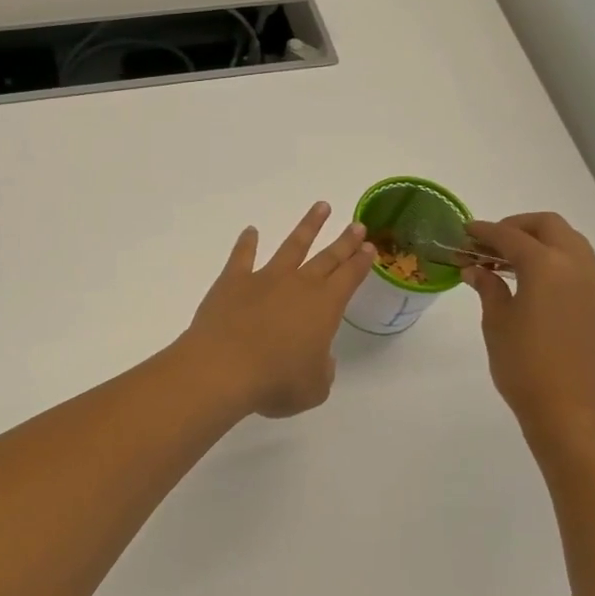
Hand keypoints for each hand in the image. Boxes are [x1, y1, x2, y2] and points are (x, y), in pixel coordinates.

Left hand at [179, 202, 375, 418]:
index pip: (349, 278)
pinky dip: (246, 243)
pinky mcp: (233, 281)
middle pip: (327, 257)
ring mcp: (264, 278)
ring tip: (320, 207)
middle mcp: (299, 285)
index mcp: (325, 307)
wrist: (224, 367)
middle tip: (358, 225)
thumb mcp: (313, 388)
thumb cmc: (275, 382)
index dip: (361, 263)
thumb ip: (321, 370)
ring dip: (307, 227)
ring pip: (292, 246)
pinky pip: (242, 256)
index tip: (370, 248)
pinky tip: (250, 231)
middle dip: (345, 241)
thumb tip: (318, 358)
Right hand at [464, 213, 594, 452]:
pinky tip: (529, 282)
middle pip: (549, 226)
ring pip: (569, 242)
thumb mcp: (497, 324)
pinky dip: (553, 259)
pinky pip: (577, 264)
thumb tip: (476, 269)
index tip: (464, 232)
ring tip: (507, 261)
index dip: (484, 231)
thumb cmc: (526, 367)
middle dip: (517, 226)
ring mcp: (593, 286)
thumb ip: (488, 289)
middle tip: (488, 243)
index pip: (511, 235)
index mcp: (546, 266)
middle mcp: (576, 267)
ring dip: (538, 241)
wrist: (574, 414)